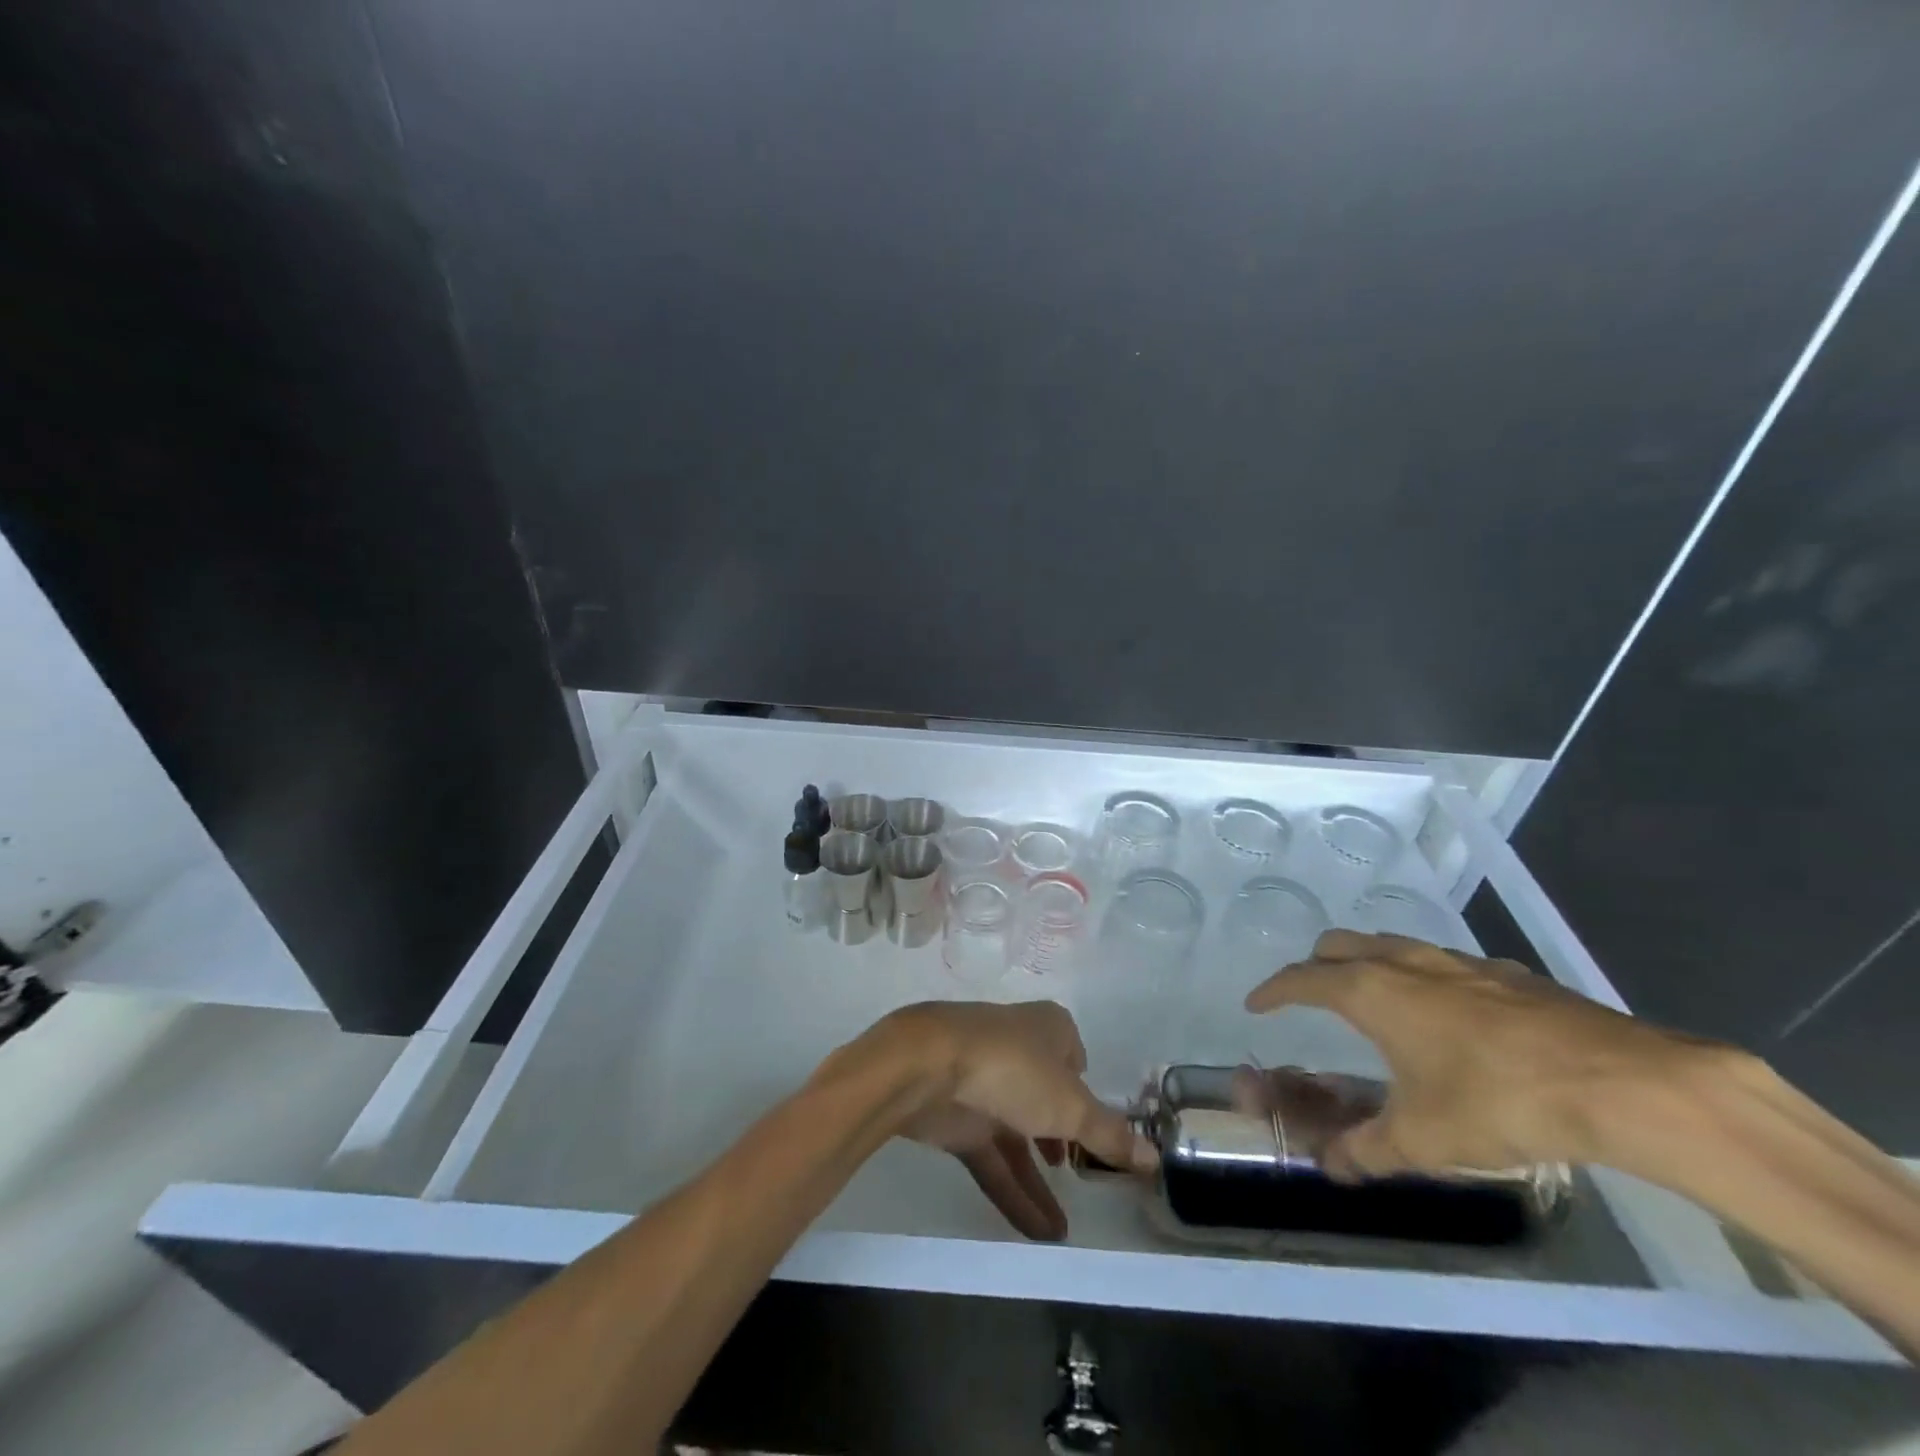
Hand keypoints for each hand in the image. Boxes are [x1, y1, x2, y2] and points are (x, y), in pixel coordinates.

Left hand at [874, 1001, 1156, 1239]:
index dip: (1087, 1092)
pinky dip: (1013, 1192)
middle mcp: (1018, 1051)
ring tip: (1066, 1232)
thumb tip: (1156, 1159)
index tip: (1101, 1131)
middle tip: (1085, 1180)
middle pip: (1047, 1098)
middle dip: (1063, 1138)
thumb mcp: (1071, 1105)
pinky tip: (1038, 1233)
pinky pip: (993, 1159)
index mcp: (1048, 1029)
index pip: (1075, 1058)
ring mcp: (985, 1085)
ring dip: (1039, 1181)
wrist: (926, 1067)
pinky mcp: (958, 1118)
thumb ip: (1110, 1135)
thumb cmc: (1012, 1068)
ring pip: (1019, 1136)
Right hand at [1243, 930, 1724, 1179]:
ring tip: (1375, 1000)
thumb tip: (1330, 1168)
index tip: (1256, 1004)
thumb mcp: (1423, 1140)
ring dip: (1367, 962)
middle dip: (1316, 966)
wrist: (1621, 1084)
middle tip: (1312, 997)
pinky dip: (1424, 975)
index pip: (1301, 979)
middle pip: (1339, 944)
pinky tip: (1451, 1013)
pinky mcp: (1506, 972)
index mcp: (1370, 991)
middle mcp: (1404, 962)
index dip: (1273, 991)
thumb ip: (1367, 1151)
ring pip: (1390, 944)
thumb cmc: (1498, 1102)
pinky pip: (1443, 961)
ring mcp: (1458, 961)